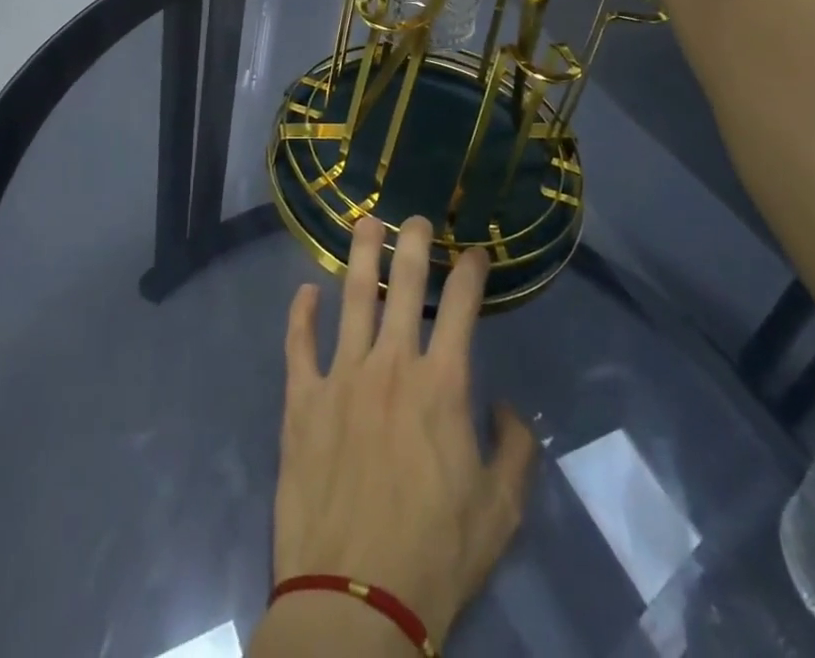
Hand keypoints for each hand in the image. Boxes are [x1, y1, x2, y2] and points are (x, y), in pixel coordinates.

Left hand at [268, 215, 536, 649]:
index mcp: (441, 385)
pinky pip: (299, 344)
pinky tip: (305, 292)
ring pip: (351, 297)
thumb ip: (515, 450)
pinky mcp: (302, 399)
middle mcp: (391, 365)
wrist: (355, 599)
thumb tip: (509, 407)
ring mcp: (341, 376)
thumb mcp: (501, 512)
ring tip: (363, 223)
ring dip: (359, 256)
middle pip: (403, 285)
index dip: (470, 272)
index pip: (461, 308)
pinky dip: (301, 314)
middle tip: (413, 216)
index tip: (474, 250)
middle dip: (412, 243)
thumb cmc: (436, 555)